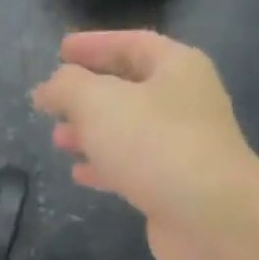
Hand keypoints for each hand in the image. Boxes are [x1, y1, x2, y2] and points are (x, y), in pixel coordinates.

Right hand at [32, 30, 258, 259]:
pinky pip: (132, 166)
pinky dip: (104, 166)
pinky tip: (79, 173)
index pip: (131, 44)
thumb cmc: (154, 145)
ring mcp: (182, 145)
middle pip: (129, 88)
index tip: (60, 51)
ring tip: (58, 139)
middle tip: (53, 102)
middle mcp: (184, 101)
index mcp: (176, 67)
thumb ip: (67, 87)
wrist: (210, 216)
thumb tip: (48, 88)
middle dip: (87, 94)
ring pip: (127, 130)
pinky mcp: (173, 185)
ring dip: (91, 132)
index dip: (94, 45)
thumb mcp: (99, 103)